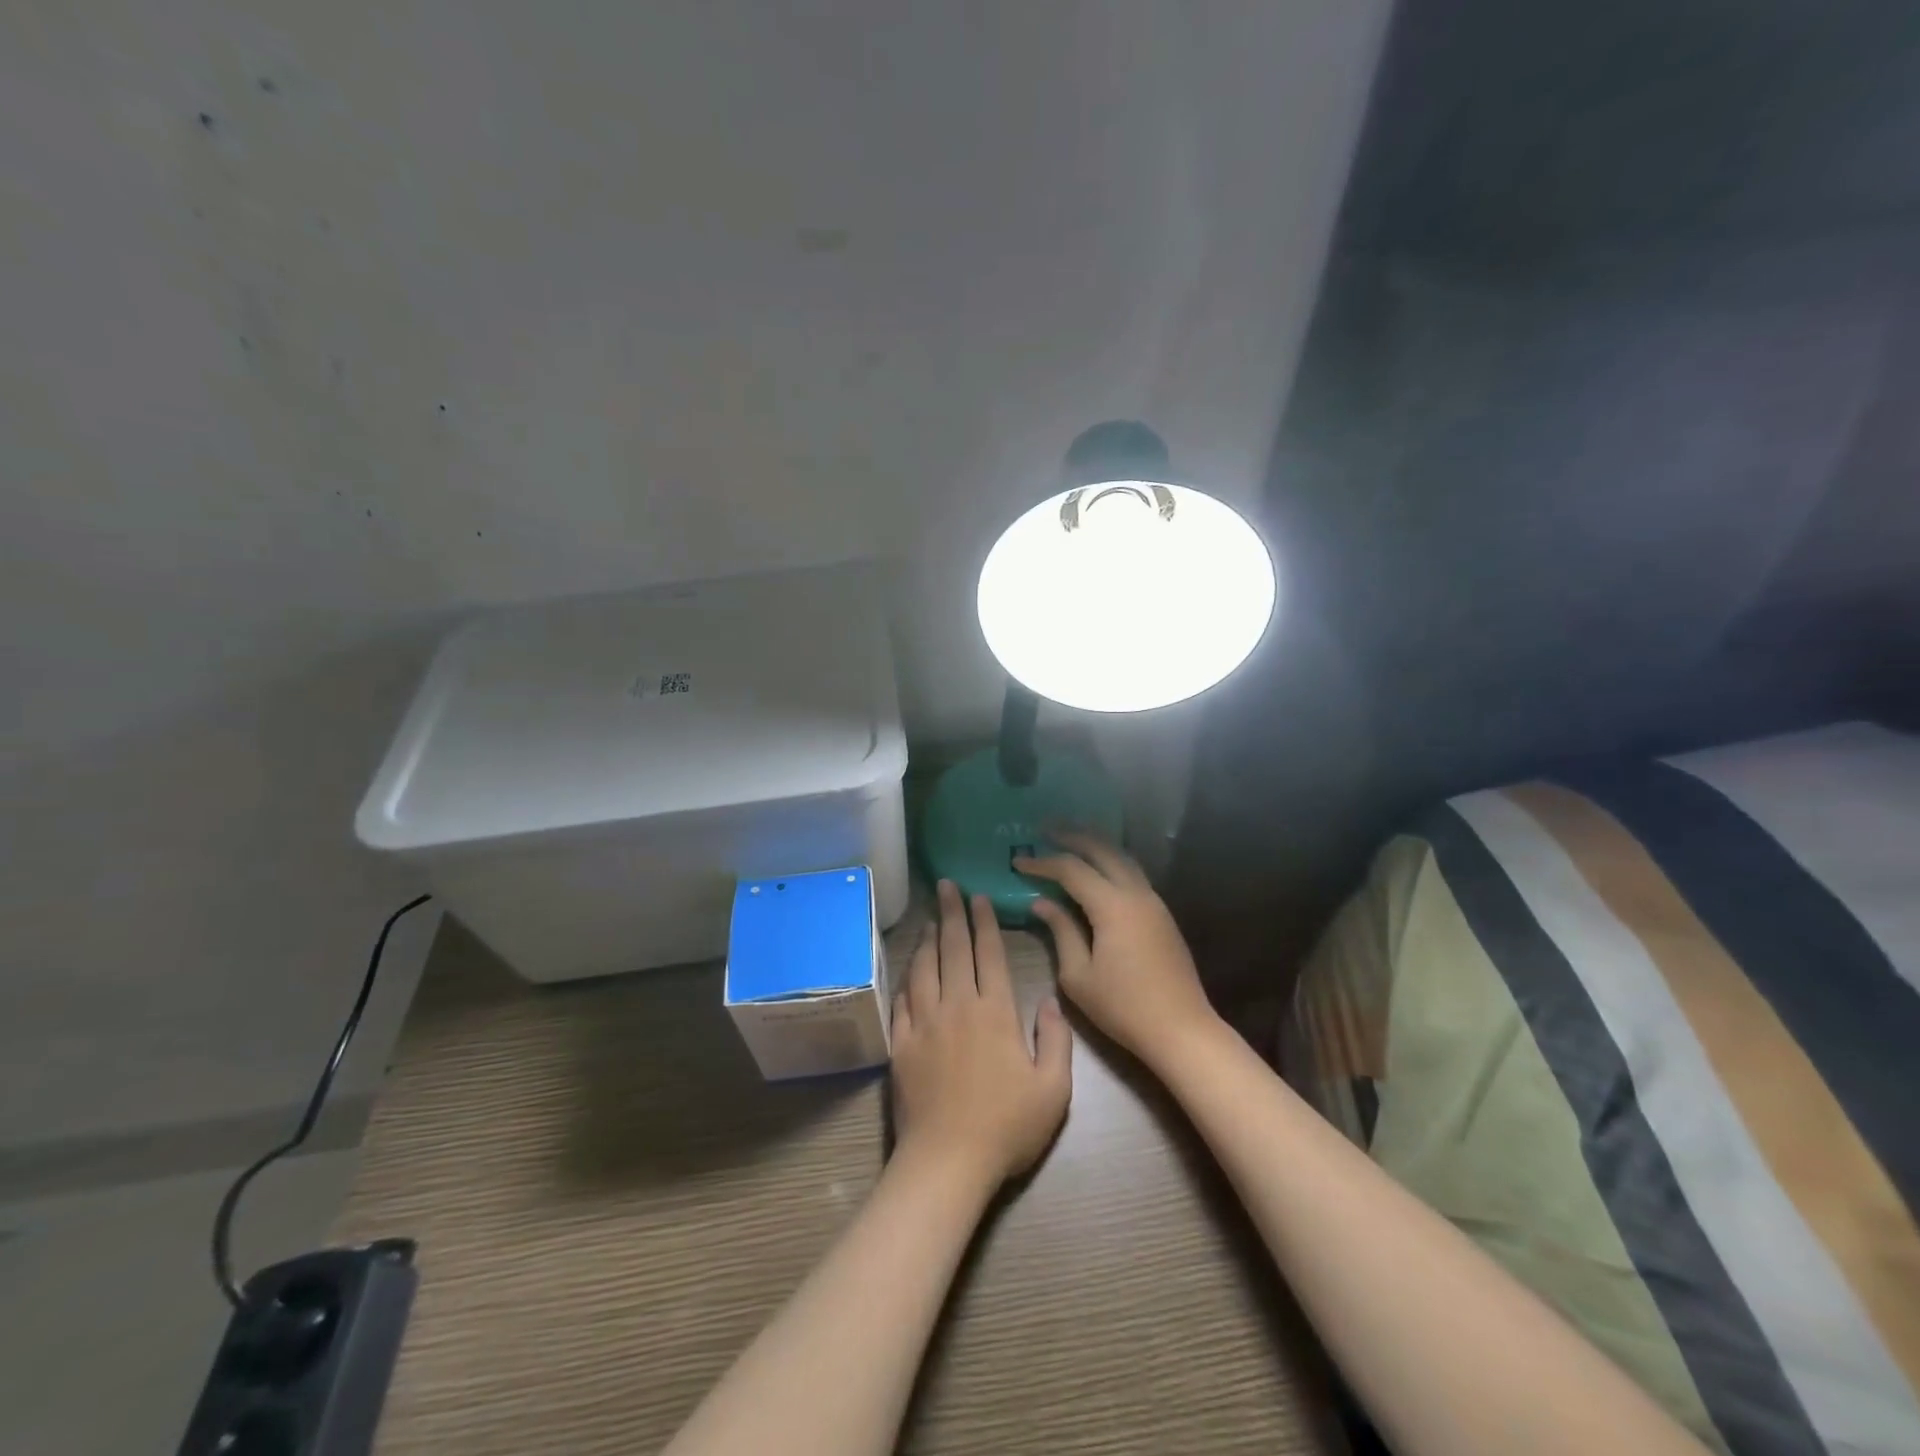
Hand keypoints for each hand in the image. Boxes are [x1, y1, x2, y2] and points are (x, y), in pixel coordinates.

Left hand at [889, 880, 1072, 1187]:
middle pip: (953, 948)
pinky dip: (907, 975)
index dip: (984, 921)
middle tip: (946, 885)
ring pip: (924, 967)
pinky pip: (903, 998)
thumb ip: (1056, 1039)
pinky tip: (909, 967)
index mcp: (995, 1012)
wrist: (948, 1160)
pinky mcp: (902, 1042)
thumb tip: (1048, 1000)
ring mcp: (925, 1022)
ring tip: (929, 916)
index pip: (988, 953)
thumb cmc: (1007, 1126)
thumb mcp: (1054, 1088)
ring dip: (927, 937)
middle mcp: (957, 1005)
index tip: (978, 896)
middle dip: (952, 913)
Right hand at [1014, 830, 1219, 1070]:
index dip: (1042, 863)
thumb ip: (1060, 931)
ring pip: (1123, 858)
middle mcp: (1136, 893)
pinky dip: (1111, 863)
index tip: (1017, 861)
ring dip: (1096, 845)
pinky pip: (1133, 874)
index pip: (1071, 870)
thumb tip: (1042, 902)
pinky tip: (1097, 872)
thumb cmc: (1123, 1007)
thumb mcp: (1078, 975)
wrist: (1181, 1030)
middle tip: (1046, 829)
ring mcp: (1154, 902)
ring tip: (1070, 842)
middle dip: (1073, 836)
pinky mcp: (1162, 915)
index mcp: (1112, 906)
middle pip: (1102, 849)